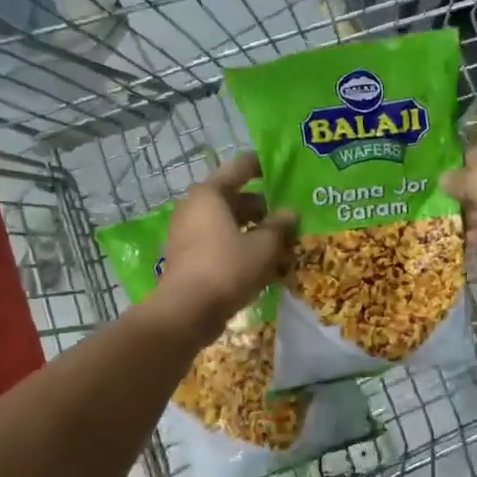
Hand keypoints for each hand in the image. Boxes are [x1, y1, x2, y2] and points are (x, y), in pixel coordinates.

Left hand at [154, 155, 296, 332]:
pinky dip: (239, 245)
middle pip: (235, 197)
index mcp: (210, 194)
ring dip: (253, 228)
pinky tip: (262, 260)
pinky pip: (219, 241)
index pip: (241, 167)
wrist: (186, 312)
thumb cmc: (226, 269)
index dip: (263, 165)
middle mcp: (194, 207)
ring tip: (282, 240)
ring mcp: (187, 232)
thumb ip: (279, 226)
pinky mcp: (188, 256)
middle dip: (263, 206)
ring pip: (227, 222)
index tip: (284, 166)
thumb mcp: (263, 247)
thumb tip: (290, 212)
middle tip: (290, 213)